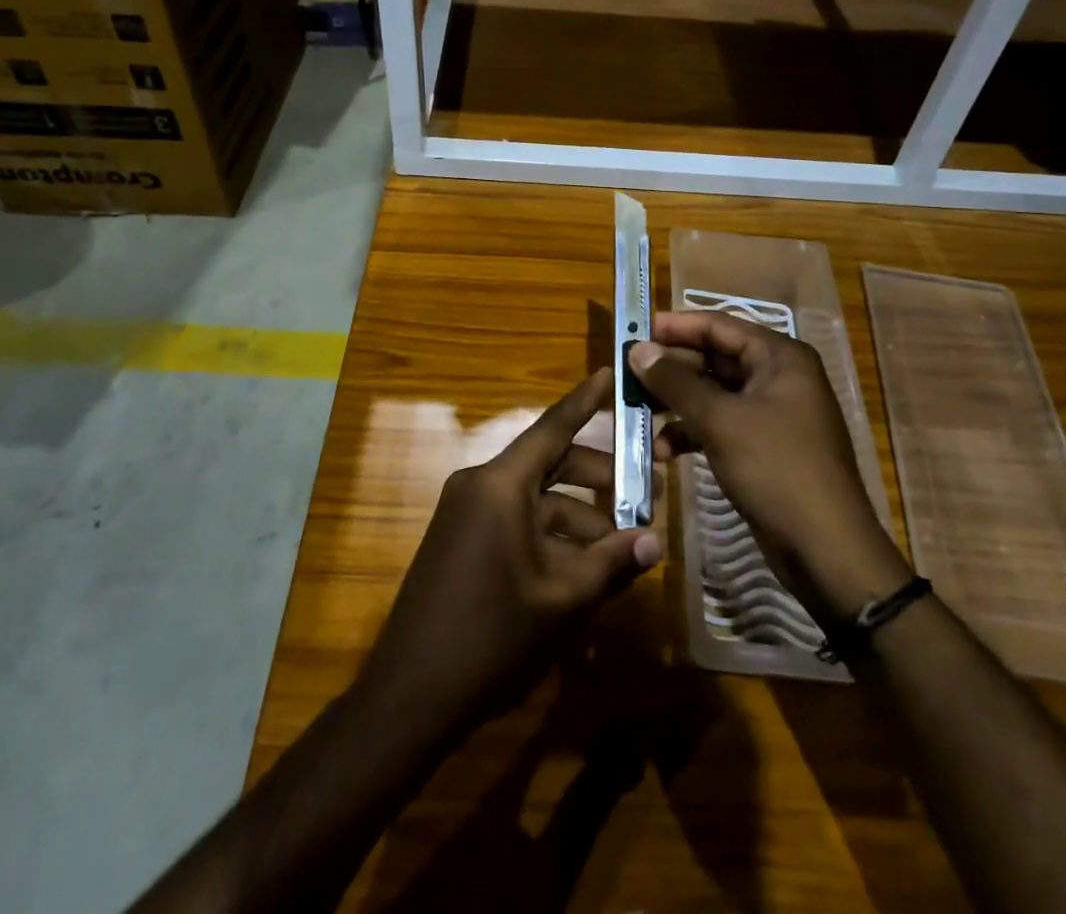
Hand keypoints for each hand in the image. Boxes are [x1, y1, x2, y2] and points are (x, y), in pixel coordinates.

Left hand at [356, 369, 662, 741]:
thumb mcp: (561, 600)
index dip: (586, 400)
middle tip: (647, 495)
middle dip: (599, 479)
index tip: (611, 372)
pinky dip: (550, 535)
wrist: (411, 693)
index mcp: (501, 484)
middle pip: (550, 464)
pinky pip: (516, 520)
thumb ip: (610, 563)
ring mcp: (467, 511)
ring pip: (536, 498)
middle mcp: (481, 484)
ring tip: (623, 548)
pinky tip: (584, 569)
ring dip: (579, 517)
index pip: (553, 427)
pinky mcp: (462, 538)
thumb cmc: (491, 637)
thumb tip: (655, 542)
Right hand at [629, 312, 907, 621]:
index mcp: (779, 357)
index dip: (674, 326)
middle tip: (626, 374)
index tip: (633, 329)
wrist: (826, 550)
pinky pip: (720, 425)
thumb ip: (675, 382)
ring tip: (635, 413)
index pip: (718, 325)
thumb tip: (637, 349)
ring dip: (675, 404)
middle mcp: (778, 377)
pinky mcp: (763, 447)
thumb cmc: (776, 469)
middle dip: (669, 369)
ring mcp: (771, 414)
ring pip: (712, 395)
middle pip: (713, 359)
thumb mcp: (720, 420)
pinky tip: (661, 450)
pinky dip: (691, 433)